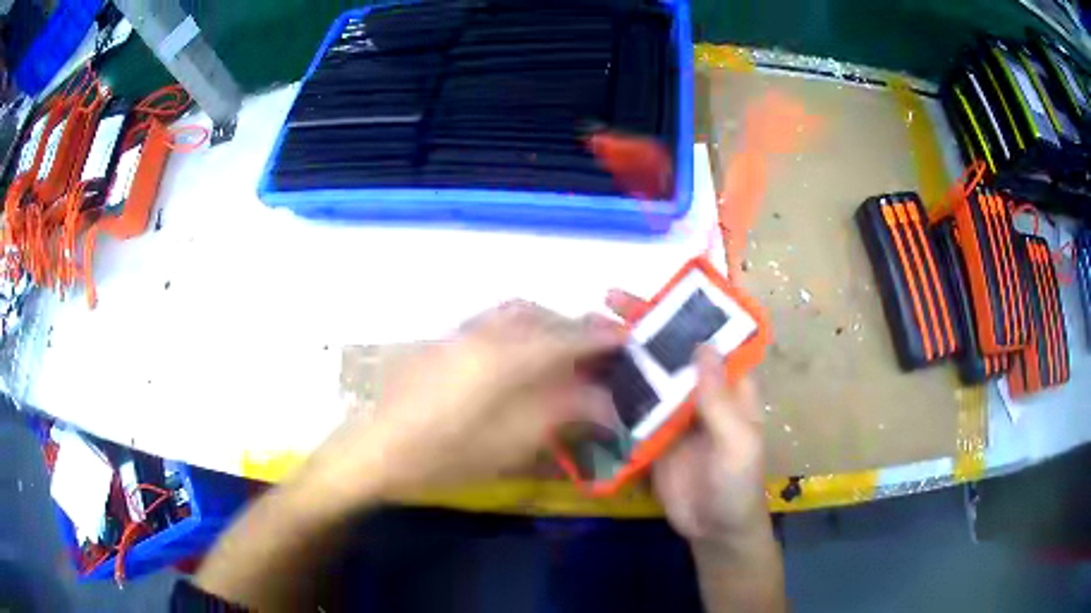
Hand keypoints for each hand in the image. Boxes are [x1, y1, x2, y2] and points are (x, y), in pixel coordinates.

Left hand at [297, 300, 622, 505]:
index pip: (569, 337)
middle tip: (598, 351)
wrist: (376, 449)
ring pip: (517, 312)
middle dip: (577, 328)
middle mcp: (486, 332)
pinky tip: (521, 356)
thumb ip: (562, 414)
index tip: (628, 339)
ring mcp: (461, 332)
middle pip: (544, 316)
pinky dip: (521, 328)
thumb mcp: (512, 444)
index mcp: (507, 356)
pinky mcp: (444, 340)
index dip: (603, 337)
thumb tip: (603, 402)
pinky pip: (494, 321)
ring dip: (548, 324)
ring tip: (564, 351)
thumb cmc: (445, 455)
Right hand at [607, 290, 768, 546]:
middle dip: (645, 323)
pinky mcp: (651, 432)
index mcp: (729, 385)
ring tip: (589, 330)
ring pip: (648, 372)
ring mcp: (673, 410)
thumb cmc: (736, 484)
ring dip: (623, 351)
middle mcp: (700, 389)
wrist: (712, 528)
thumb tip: (703, 346)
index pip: (711, 337)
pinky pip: (632, 404)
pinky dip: (612, 387)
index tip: (659, 292)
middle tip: (608, 301)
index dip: (690, 311)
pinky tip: (587, 373)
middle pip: (672, 348)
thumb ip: (720, 401)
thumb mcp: (737, 444)